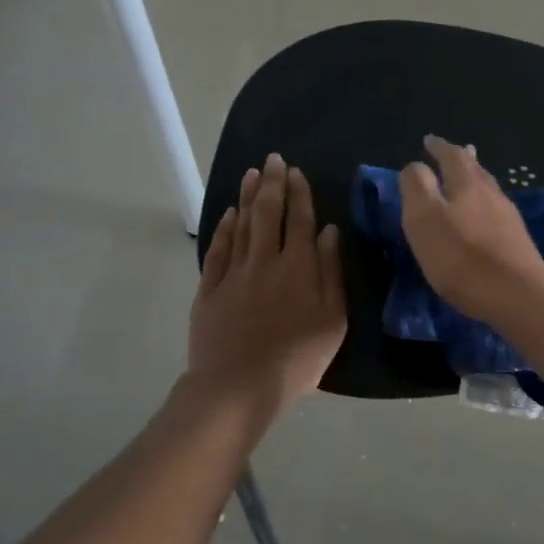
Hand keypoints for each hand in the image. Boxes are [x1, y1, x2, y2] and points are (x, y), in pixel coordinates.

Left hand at [189, 153, 346, 415]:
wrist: (239, 384)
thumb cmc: (297, 358)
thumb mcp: (332, 320)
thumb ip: (331, 272)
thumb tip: (328, 231)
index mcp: (299, 266)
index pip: (300, 220)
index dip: (299, 194)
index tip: (296, 172)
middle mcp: (266, 260)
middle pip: (268, 213)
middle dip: (272, 183)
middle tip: (273, 159)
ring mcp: (235, 272)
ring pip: (242, 224)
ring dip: (248, 196)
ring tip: (252, 173)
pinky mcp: (210, 288)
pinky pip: (219, 249)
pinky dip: (225, 228)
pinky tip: (229, 214)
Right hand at [398, 135, 543, 326]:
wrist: (519, 297)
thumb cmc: (463, 258)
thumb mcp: (424, 219)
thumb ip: (417, 187)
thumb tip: (416, 167)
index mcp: (467, 184)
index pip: (451, 155)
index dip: (438, 147)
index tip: (428, 140)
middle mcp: (492, 194)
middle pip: (475, 170)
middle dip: (460, 160)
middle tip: (450, 153)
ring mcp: (509, 218)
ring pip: (488, 190)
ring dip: (473, 181)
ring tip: (465, 180)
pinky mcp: (518, 242)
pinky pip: (495, 212)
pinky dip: (482, 205)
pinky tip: (482, 217)